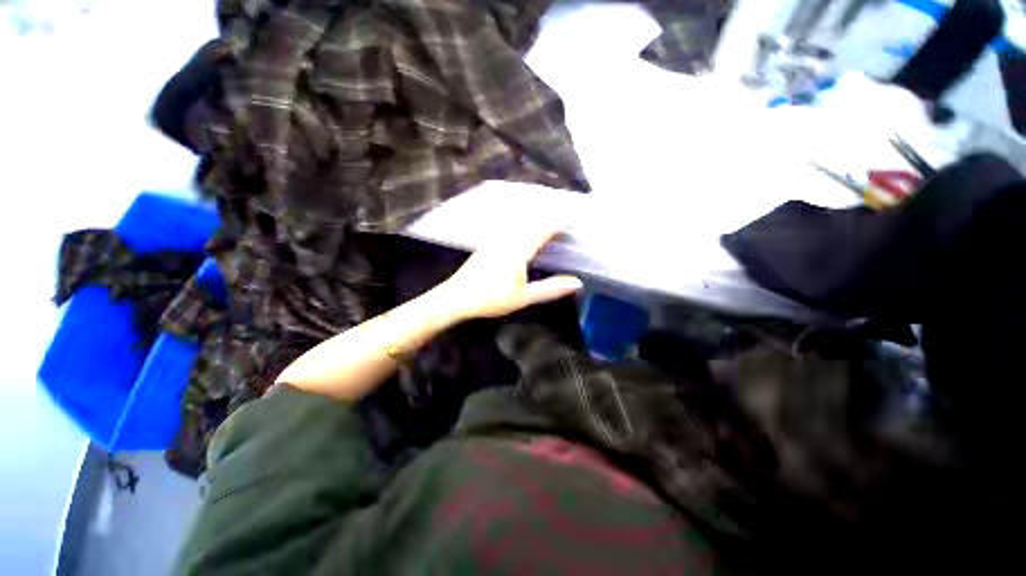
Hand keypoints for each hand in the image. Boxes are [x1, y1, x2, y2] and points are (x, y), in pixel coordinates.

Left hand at [438, 224, 583, 321]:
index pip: (543, 230)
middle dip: (549, 218)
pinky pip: (510, 229)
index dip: (559, 223)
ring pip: (519, 224)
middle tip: (564, 219)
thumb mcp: (524, 297)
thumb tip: (576, 282)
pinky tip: (522, 233)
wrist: (455, 298)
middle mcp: (507, 239)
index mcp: (518, 249)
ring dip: (535, 221)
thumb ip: (550, 289)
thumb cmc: (491, 298)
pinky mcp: (487, 246)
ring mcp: (495, 241)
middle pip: (532, 222)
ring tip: (548, 223)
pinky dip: (522, 227)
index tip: (574, 220)